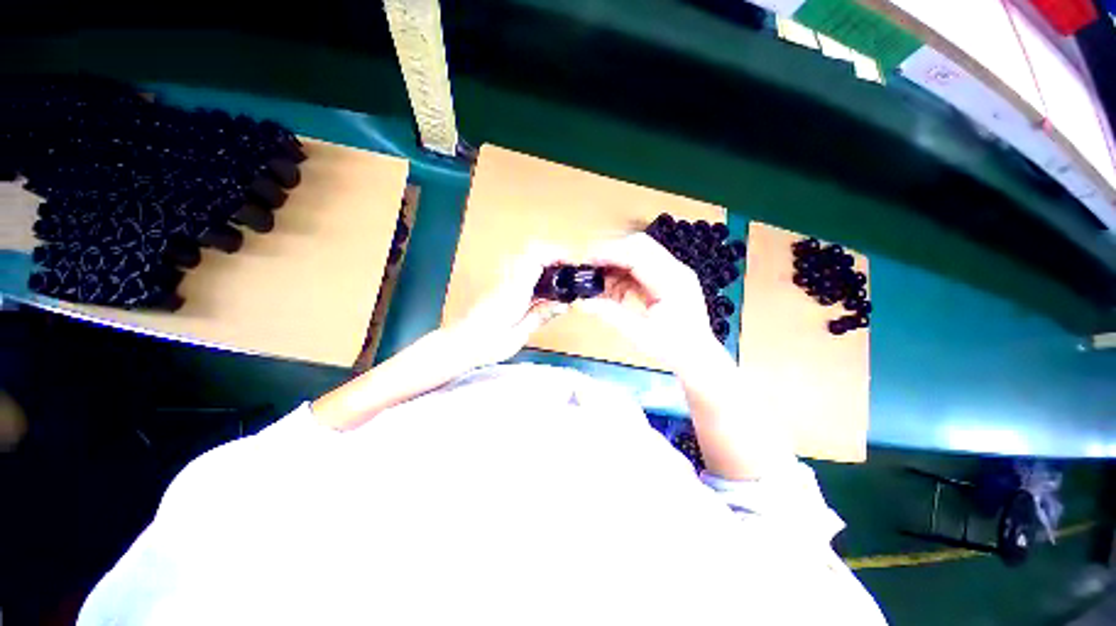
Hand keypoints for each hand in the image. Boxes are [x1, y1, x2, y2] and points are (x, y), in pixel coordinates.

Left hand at [447, 243, 571, 367]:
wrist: (458, 344)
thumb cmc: (486, 344)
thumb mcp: (518, 335)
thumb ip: (540, 316)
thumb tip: (563, 305)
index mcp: (514, 291)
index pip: (535, 258)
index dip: (555, 254)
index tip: (571, 263)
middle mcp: (508, 281)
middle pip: (532, 252)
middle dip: (553, 256)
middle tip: (569, 271)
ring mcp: (502, 282)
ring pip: (526, 259)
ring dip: (545, 263)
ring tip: (561, 279)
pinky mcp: (500, 287)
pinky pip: (522, 271)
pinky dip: (537, 273)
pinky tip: (544, 290)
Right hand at [577, 233, 724, 373]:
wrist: (697, 357)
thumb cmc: (672, 349)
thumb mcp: (638, 334)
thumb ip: (610, 314)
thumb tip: (583, 302)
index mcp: (672, 281)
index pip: (637, 254)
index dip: (609, 253)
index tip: (586, 261)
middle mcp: (675, 269)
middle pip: (638, 245)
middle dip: (610, 254)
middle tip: (589, 270)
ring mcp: (672, 272)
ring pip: (637, 254)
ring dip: (615, 266)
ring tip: (598, 285)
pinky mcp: (667, 279)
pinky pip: (640, 268)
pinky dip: (622, 276)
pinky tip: (612, 292)